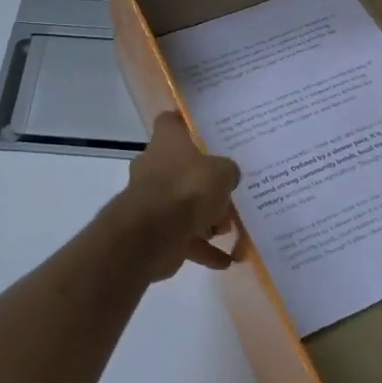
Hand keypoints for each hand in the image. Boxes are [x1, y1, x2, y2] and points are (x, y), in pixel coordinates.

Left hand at [118, 113, 241, 275]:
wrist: (153, 234)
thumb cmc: (188, 189)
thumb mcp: (221, 172)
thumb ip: (227, 171)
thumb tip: (227, 176)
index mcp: (167, 143)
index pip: (170, 122)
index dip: (184, 122)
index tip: (203, 129)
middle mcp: (155, 167)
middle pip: (181, 168)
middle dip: (205, 183)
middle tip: (229, 191)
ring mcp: (152, 200)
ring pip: (183, 205)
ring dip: (206, 218)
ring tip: (229, 229)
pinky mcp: (155, 231)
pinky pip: (184, 238)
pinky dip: (203, 249)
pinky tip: (226, 260)